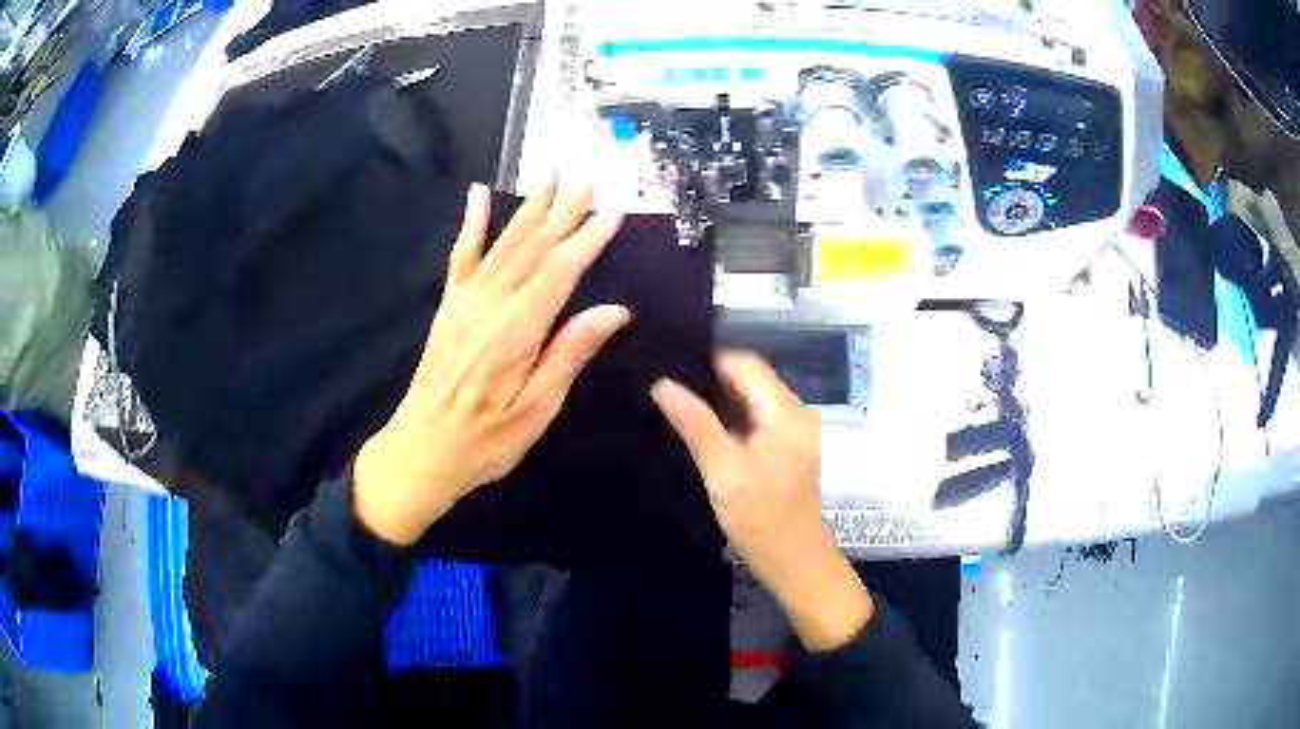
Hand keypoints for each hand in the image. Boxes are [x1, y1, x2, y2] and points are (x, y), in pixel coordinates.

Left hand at [354, 183, 629, 545]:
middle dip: (563, 211)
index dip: (588, 240)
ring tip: (550, 178)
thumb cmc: (486, 438)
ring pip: (503, 243)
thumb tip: (615, 310)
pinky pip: (461, 255)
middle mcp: (491, 304)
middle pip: (533, 246)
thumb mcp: (537, 409)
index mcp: (518, 330)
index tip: (613, 212)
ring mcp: (466, 300)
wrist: (423, 447)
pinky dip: (471, 222)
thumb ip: (570, 354)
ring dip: (529, 208)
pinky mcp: (449, 305)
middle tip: (587, 179)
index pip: (560, 271)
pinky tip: (478, 195)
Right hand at [651, 353, 873, 651]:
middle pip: (749, 378)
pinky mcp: (786, 447)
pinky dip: (730, 418)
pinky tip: (701, 426)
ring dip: (718, 399)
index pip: (744, 363)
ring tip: (676, 401)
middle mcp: (794, 411)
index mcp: (785, 411)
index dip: (707, 360)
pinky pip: (755, 418)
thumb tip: (662, 383)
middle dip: (710, 378)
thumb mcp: (723, 471)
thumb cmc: (761, 518)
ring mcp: (792, 430)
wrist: (795, 561)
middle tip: (665, 384)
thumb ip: (695, 424)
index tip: (669, 365)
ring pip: (750, 398)